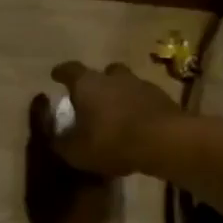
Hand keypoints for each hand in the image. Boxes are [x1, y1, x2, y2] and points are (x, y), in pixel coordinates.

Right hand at [43, 61, 184, 175]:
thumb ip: (63, 143)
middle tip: (92, 100)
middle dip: (97, 84)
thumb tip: (56, 139)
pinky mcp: (165, 99)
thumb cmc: (112, 141)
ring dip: (121, 96)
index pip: (69, 70)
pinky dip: (140, 110)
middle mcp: (113, 78)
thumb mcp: (77, 151)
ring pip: (127, 85)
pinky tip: (138, 128)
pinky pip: (146, 101)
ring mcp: (142, 85)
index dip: (61, 73)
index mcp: (87, 84)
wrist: (167, 143)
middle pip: (103, 73)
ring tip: (117, 116)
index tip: (56, 77)